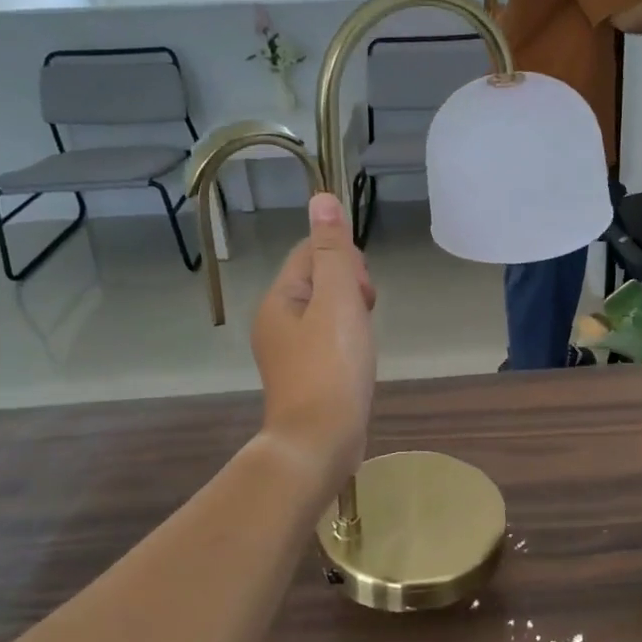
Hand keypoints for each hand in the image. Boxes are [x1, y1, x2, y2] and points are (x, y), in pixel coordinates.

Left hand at [251, 194, 376, 483]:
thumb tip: (322, 199)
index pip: (310, 253)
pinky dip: (347, 341)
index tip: (360, 293)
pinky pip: (328, 340)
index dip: (344, 262)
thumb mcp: (337, 300)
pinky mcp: (306, 376)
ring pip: (327, 312)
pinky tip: (359, 359)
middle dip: (350, 289)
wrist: (320, 442)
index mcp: (279, 299)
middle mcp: (276, 321)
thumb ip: (333, 251)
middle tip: (364, 317)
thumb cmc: (331, 366)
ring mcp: (289, 352)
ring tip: (363, 342)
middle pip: (319, 281)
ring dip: (352, 316)